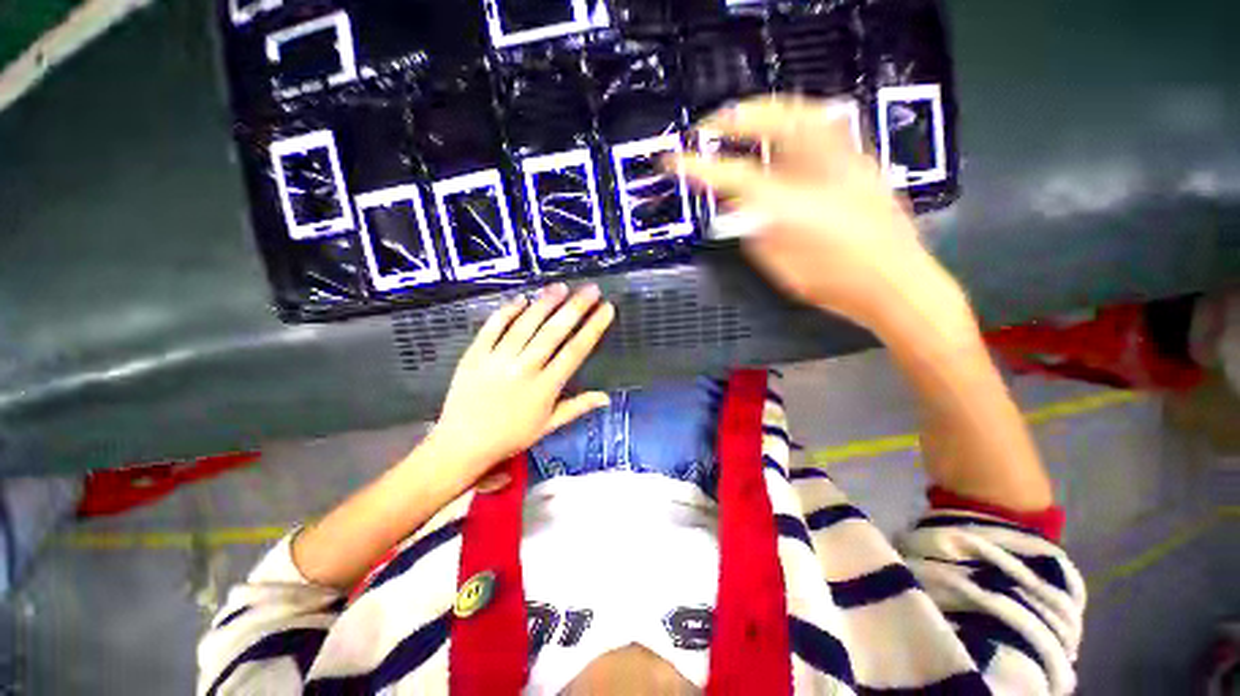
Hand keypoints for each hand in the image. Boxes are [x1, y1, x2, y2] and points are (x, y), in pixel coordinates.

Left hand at [427, 283, 615, 480]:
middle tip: (591, 289)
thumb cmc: (510, 437)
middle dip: (575, 308)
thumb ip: (577, 407)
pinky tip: (521, 298)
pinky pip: (492, 327)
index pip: (575, 351)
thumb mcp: (548, 426)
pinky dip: (507, 311)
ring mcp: (497, 359)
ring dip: (545, 303)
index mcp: (545, 387)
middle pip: (553, 332)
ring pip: (525, 324)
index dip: (593, 328)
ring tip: (561, 287)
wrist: (461, 445)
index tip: (606, 309)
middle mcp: (524, 369)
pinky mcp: (474, 354)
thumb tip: (606, 397)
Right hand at [676, 96, 966, 331]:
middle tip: (713, 123)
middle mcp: (821, 172)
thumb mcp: (782, 267)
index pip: (734, 178)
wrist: (896, 283)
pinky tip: (784, 133)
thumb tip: (742, 208)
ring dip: (768, 110)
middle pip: (777, 122)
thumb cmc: (835, 283)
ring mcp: (847, 161)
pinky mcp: (862, 163)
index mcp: (793, 206)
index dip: (699, 168)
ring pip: (805, 113)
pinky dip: (796, 121)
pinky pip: (824, 126)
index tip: (673, 160)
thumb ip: (756, 233)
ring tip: (745, 116)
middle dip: (737, 117)